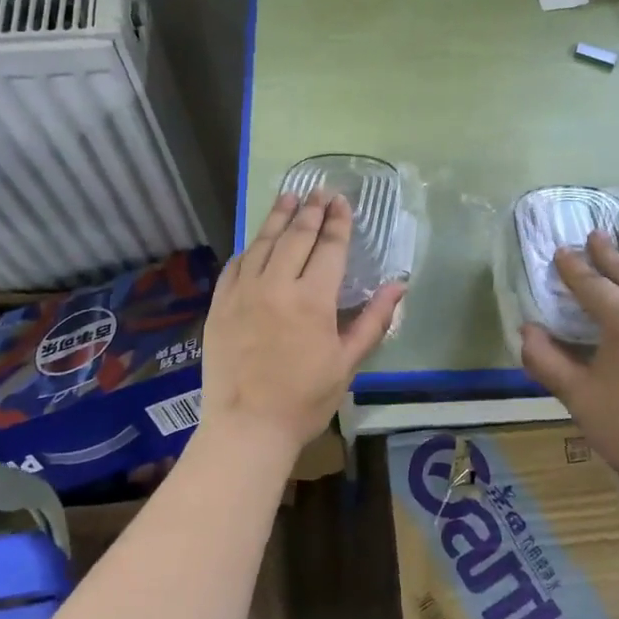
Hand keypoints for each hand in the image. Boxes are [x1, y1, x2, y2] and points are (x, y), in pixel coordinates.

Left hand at [201, 189, 404, 453]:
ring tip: (289, 197)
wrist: (247, 427)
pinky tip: (257, 241)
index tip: (342, 201)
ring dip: (278, 217)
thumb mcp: (347, 363)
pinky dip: (250, 248)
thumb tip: (399, 286)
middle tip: (319, 191)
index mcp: (312, 299)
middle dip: (311, 210)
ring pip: (263, 243)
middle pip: (296, 236)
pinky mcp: (220, 304)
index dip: (337, 221)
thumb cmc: (305, 399)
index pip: (329, 247)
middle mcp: (276, 285)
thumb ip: (373, 320)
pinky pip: (236, 265)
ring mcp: (243, 292)